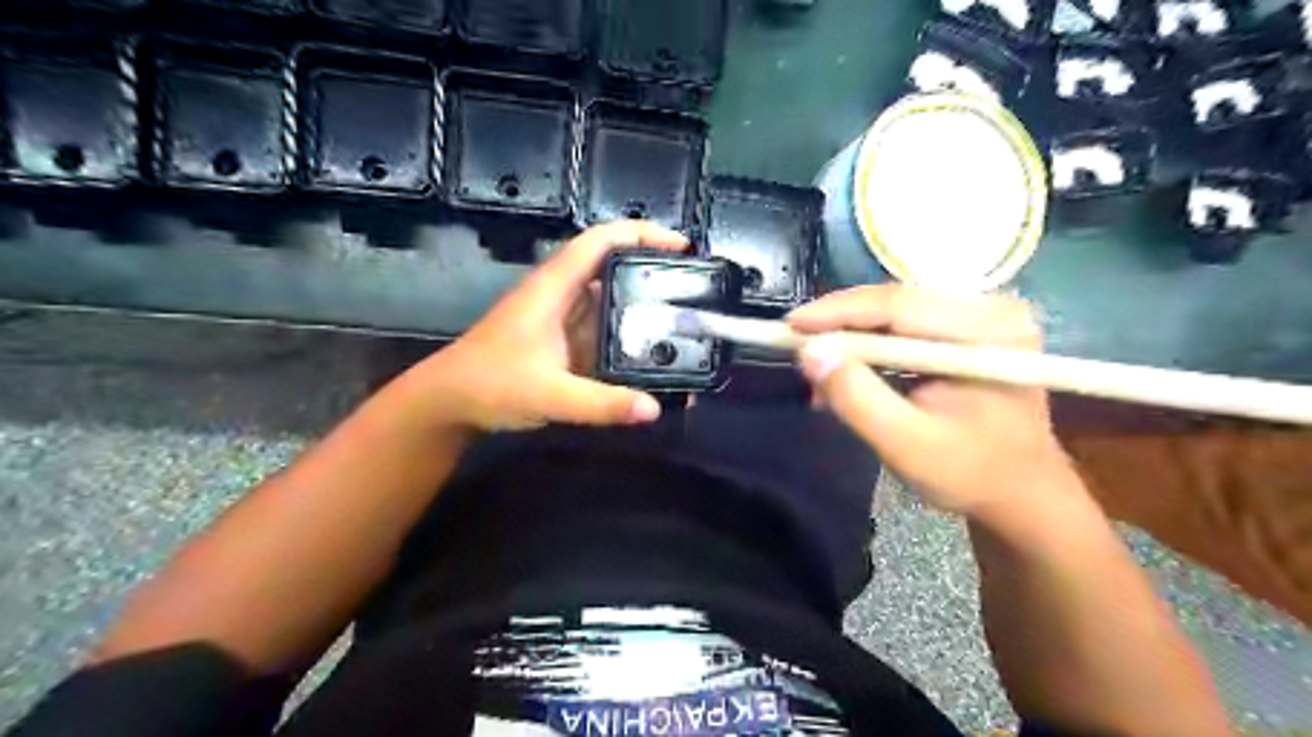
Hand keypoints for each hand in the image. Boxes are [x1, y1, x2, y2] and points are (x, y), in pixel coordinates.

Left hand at [401, 223, 687, 433]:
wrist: (448, 403)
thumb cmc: (489, 385)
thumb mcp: (549, 394)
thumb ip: (601, 403)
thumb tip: (654, 409)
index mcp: (553, 288)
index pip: (600, 241)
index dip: (641, 234)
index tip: (681, 247)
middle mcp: (560, 295)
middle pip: (611, 266)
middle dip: (651, 270)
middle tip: (691, 288)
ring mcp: (560, 319)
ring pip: (608, 299)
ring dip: (641, 305)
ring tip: (681, 319)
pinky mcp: (560, 342)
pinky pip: (601, 330)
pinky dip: (626, 337)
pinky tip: (649, 354)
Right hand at [788, 285, 1075, 514]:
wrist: (1021, 493)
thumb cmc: (969, 473)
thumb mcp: (905, 443)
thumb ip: (856, 398)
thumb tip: (809, 354)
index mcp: (987, 333)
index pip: (899, 304)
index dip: (839, 311)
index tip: (790, 324)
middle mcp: (990, 309)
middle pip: (896, 301)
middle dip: (841, 325)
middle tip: (798, 348)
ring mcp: (982, 316)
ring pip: (896, 312)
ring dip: (853, 337)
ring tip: (818, 367)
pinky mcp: (970, 329)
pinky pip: (907, 326)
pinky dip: (872, 346)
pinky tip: (848, 371)